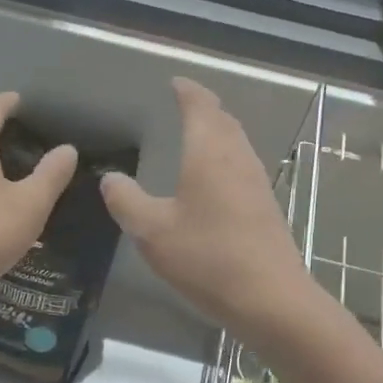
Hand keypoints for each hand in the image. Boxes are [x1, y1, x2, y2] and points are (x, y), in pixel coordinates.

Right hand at [99, 78, 319, 337]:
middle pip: (224, 121)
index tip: (175, 82)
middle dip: (205, 108)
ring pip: (237, 144)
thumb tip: (111, 178)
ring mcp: (256, 184)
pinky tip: (214, 181)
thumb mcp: (151, 231)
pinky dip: (225, 159)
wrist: (271, 299)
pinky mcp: (265, 209)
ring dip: (218, 133)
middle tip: (186, 104)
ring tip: (198, 136)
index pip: (200, 106)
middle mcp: (237, 159)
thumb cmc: (207, 258)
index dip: (187, 91)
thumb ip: (126, 201)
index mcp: (209, 153)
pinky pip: (242, 168)